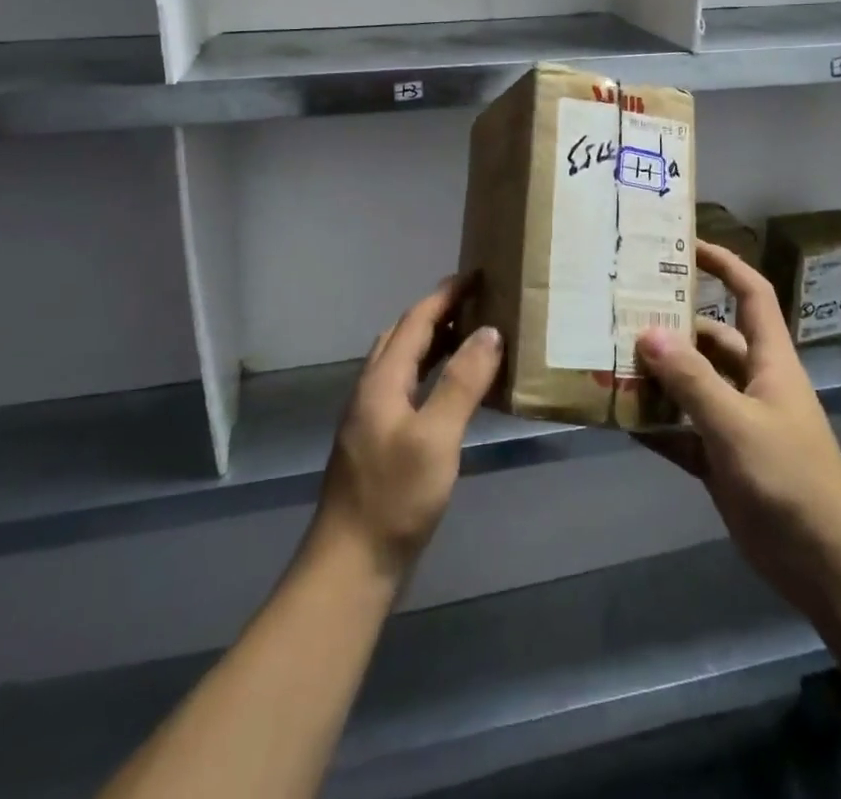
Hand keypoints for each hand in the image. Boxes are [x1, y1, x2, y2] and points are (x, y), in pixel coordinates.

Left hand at [310, 278, 503, 584]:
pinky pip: (406, 387)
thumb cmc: (395, 497)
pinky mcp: (379, 442)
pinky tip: (451, 392)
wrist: (350, 565)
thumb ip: (462, 382)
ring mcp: (372, 417)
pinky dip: (430, 373)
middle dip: (437, 312)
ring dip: (433, 342)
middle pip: (403, 335)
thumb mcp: (436, 437)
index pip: (415, 320)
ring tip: (470, 337)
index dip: (445, 294)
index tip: (476, 274)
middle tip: (476, 303)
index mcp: (382, 380)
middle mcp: (372, 390)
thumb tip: (489, 331)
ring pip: (403, 362)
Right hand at [635, 243, 840, 623]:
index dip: (724, 264)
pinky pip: (680, 431)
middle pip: (709, 339)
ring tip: (608, 360)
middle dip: (671, 325)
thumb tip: (647, 333)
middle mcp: (751, 382)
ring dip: (656, 377)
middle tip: (621, 311)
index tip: (684, 246)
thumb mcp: (738, 425)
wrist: (826, 567)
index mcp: (769, 360)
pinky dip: (654, 425)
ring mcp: (735, 423)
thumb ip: (692, 380)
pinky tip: (618, 419)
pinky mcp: (721, 460)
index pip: (750, 293)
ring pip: (690, 386)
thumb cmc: (791, 480)